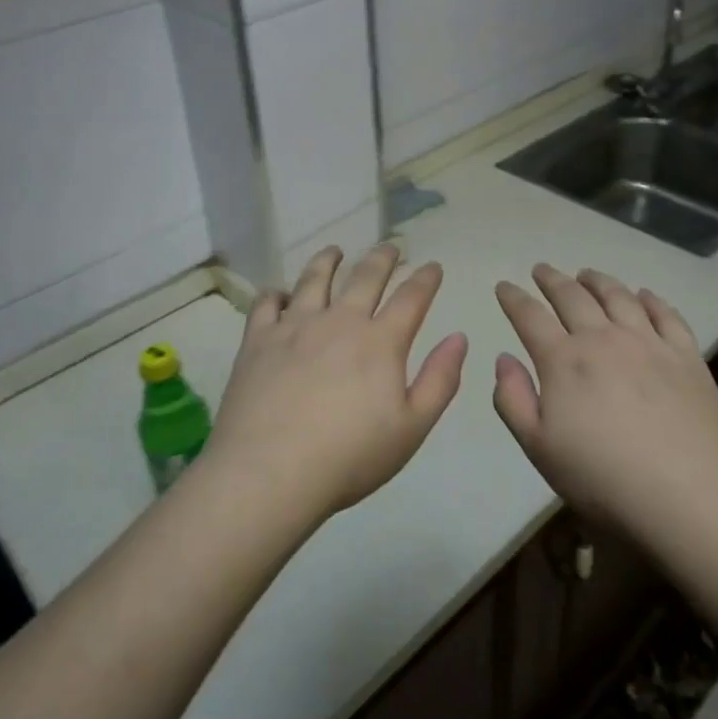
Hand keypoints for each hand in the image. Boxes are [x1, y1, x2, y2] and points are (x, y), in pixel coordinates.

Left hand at [206, 244, 467, 522]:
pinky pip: (267, 303)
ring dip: (328, 261)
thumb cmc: (349, 457)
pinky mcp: (258, 339)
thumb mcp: (412, 428)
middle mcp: (339, 321)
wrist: (270, 471)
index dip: (425, 279)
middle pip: (364, 277)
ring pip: (314, 279)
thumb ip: (439, 380)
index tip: (432, 266)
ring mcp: (295, 326)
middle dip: (382, 258)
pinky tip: (279, 293)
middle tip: (390, 247)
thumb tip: (459, 337)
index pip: (411, 298)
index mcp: (380, 342)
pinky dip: (276, 293)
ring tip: (334, 251)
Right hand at [493, 264, 717, 537]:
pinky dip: (650, 299)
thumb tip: (504, 358)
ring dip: (597, 281)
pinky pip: (666, 314)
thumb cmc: (603, 479)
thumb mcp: (539, 448)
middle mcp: (603, 339)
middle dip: (552, 280)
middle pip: (572, 297)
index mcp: (563, 361)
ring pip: (618, 297)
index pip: (530, 316)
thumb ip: (513, 399)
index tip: (504, 286)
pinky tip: (644, 295)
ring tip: (586, 274)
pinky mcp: (687, 356)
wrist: (688, 495)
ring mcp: (649, 343)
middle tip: (541, 270)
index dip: (514, 298)